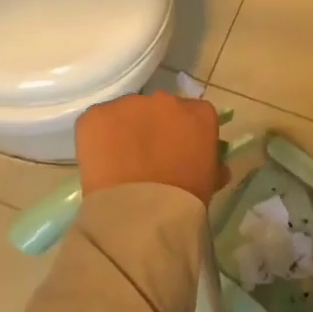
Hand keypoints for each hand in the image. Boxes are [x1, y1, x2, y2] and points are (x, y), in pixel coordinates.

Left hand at [75, 91, 227, 205]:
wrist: (143, 212)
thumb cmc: (185, 199)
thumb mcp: (209, 181)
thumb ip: (213, 164)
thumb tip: (215, 167)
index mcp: (199, 113)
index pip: (193, 114)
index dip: (183, 132)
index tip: (176, 152)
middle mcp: (165, 99)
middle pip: (158, 108)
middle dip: (153, 127)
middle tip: (146, 157)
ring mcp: (129, 104)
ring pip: (126, 113)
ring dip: (124, 131)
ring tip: (119, 162)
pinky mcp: (97, 114)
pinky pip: (97, 121)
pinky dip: (97, 137)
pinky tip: (100, 161)